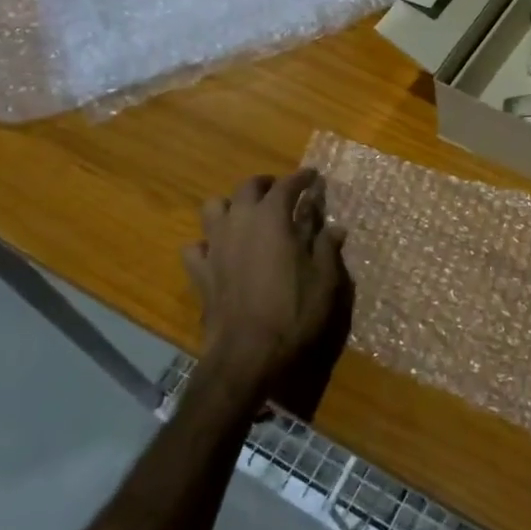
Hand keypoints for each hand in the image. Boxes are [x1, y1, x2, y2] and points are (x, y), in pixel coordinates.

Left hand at [182, 170, 347, 399]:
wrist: (248, 353)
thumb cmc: (293, 312)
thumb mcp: (324, 279)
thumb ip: (326, 248)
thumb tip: (335, 227)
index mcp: (272, 218)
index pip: (287, 185)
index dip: (301, 178)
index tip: (312, 176)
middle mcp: (240, 222)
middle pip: (247, 188)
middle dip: (265, 185)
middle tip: (280, 192)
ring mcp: (215, 246)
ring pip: (212, 208)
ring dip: (229, 207)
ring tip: (244, 216)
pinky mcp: (200, 272)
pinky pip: (195, 248)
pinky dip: (206, 245)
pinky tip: (218, 253)